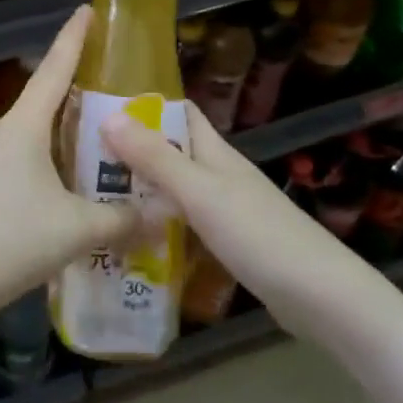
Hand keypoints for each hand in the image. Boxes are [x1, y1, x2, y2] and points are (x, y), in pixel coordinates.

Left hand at [0, 5, 143, 329]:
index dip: (73, 39)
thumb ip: (119, 222)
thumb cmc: (6, 241)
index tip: (85, 10)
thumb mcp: (74, 232)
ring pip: (20, 154)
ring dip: (48, 167)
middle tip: (105, 140)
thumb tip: (155, 218)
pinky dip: (24, 190)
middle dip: (71, 124)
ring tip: (79, 197)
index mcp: (21, 127)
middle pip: (39, 116)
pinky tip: (37, 225)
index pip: (53, 70)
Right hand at [101, 104, 388, 336]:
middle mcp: (219, 174)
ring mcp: (225, 209)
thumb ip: (156, 158)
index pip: (178, 112)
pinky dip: (158, 222)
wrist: (323, 299)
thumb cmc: (260, 236)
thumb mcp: (200, 193)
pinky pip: (183, 221)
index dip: (143, 103)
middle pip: (171, 150)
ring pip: (174, 187)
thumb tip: (108, 115)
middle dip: (131, 149)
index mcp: (215, 153)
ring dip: (141, 187)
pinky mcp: (228, 242)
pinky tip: (132, 237)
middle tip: (80, 155)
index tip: (98, 104)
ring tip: (93, 194)